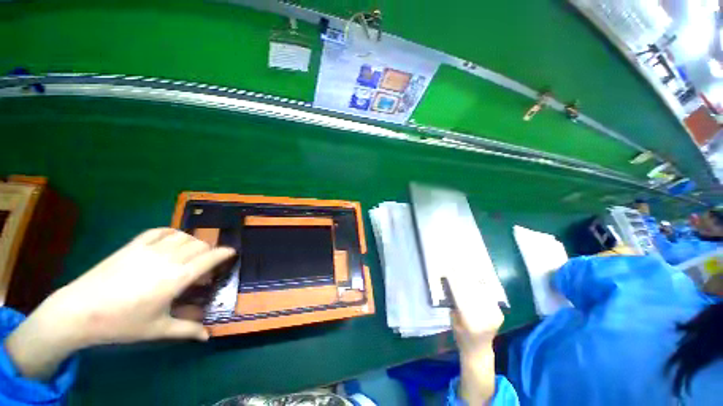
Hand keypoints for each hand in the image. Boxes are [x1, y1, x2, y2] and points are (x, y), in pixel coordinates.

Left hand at [4, 228, 235, 379]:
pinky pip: (160, 231)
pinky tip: (172, 240)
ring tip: (190, 254)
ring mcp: (149, 249)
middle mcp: (168, 259)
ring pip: (184, 236)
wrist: (79, 311)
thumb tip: (208, 337)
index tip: (232, 253)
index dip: (225, 253)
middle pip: (200, 245)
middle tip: (206, 265)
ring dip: (193, 242)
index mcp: (176, 278)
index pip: (210, 258)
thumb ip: (186, 330)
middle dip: (209, 252)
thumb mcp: (156, 329)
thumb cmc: (121, 323)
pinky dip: (173, 232)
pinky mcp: (133, 245)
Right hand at [447, 275, 503, 404]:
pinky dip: (485, 288)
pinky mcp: (500, 315)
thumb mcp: (453, 322)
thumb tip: (452, 287)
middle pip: (476, 292)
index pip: (465, 297)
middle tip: (460, 266)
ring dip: (477, 281)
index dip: (459, 283)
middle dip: (467, 279)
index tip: (453, 272)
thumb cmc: (462, 337)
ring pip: (485, 293)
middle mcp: (487, 319)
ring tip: (469, 269)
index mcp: (472, 322)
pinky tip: (479, 279)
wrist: (479, 351)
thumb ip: (454, 306)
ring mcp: (496, 316)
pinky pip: (491, 298)